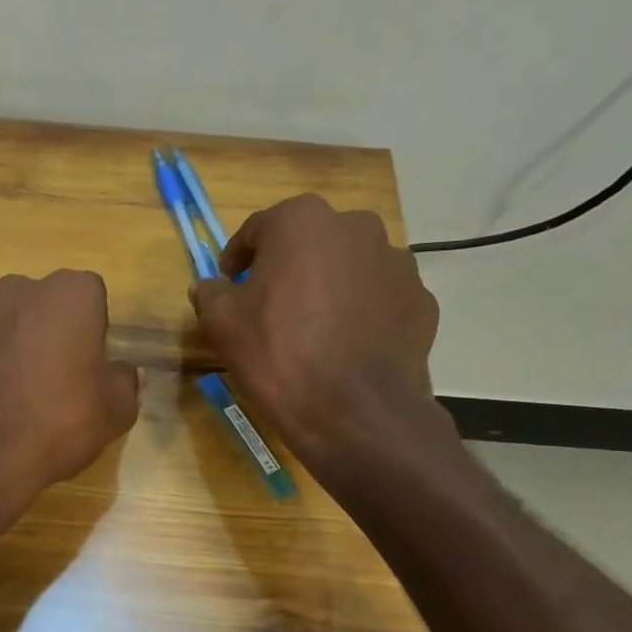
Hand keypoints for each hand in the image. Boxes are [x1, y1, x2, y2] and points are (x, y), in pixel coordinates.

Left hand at [0, 270, 140, 522]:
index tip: (88, 365)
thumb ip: (125, 384)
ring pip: (0, 324)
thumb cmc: (57, 423)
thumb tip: (128, 373)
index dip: (92, 330)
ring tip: (9, 397)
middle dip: (47, 332)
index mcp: (68, 294)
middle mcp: (16, 289)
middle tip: (51, 380)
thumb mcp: (114, 412)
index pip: (90, 296)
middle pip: (41, 305)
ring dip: (7, 347)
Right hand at [190, 195, 440, 457]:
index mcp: (302, 221)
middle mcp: (356, 227)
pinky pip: (379, 297)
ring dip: (328, 286)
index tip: (229, 284)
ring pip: (349, 267)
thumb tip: (210, 287)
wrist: (353, 410)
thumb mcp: (222, 323)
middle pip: (309, 242)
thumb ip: (211, 293)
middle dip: (288, 267)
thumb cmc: (278, 353)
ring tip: (313, 328)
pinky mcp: (421, 299)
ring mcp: (396, 262)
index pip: (258, 229)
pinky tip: (346, 345)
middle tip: (271, 305)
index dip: (237, 258)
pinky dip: (362, 311)